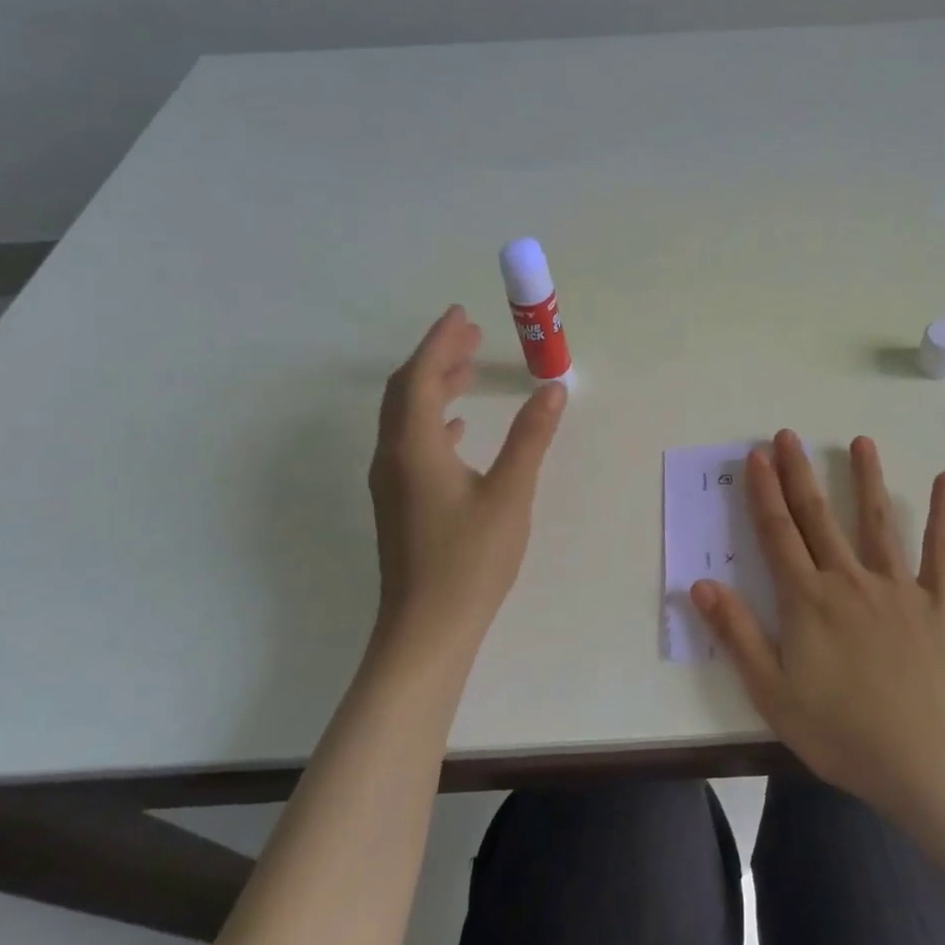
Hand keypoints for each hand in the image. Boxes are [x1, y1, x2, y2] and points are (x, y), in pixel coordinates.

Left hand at [369, 305, 565, 671]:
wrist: (426, 630)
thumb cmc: (469, 560)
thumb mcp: (510, 494)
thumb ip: (531, 438)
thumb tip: (552, 390)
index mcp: (414, 447)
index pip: (422, 377)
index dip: (440, 341)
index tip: (462, 314)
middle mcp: (392, 456)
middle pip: (407, 390)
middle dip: (437, 357)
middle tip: (471, 335)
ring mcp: (391, 482)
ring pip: (406, 416)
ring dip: (435, 386)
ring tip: (469, 369)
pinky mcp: (399, 502)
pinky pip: (411, 442)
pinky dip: (434, 421)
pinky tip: (458, 428)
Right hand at [690, 430, 944, 817]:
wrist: (925, 760)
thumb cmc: (842, 732)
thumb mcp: (772, 692)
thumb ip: (737, 634)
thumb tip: (700, 584)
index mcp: (808, 600)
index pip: (778, 533)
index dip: (764, 492)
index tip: (757, 456)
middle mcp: (848, 579)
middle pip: (818, 517)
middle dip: (799, 473)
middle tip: (788, 435)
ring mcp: (898, 586)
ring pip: (876, 521)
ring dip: (866, 478)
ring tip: (860, 442)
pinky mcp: (939, 600)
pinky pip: (941, 550)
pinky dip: (943, 513)